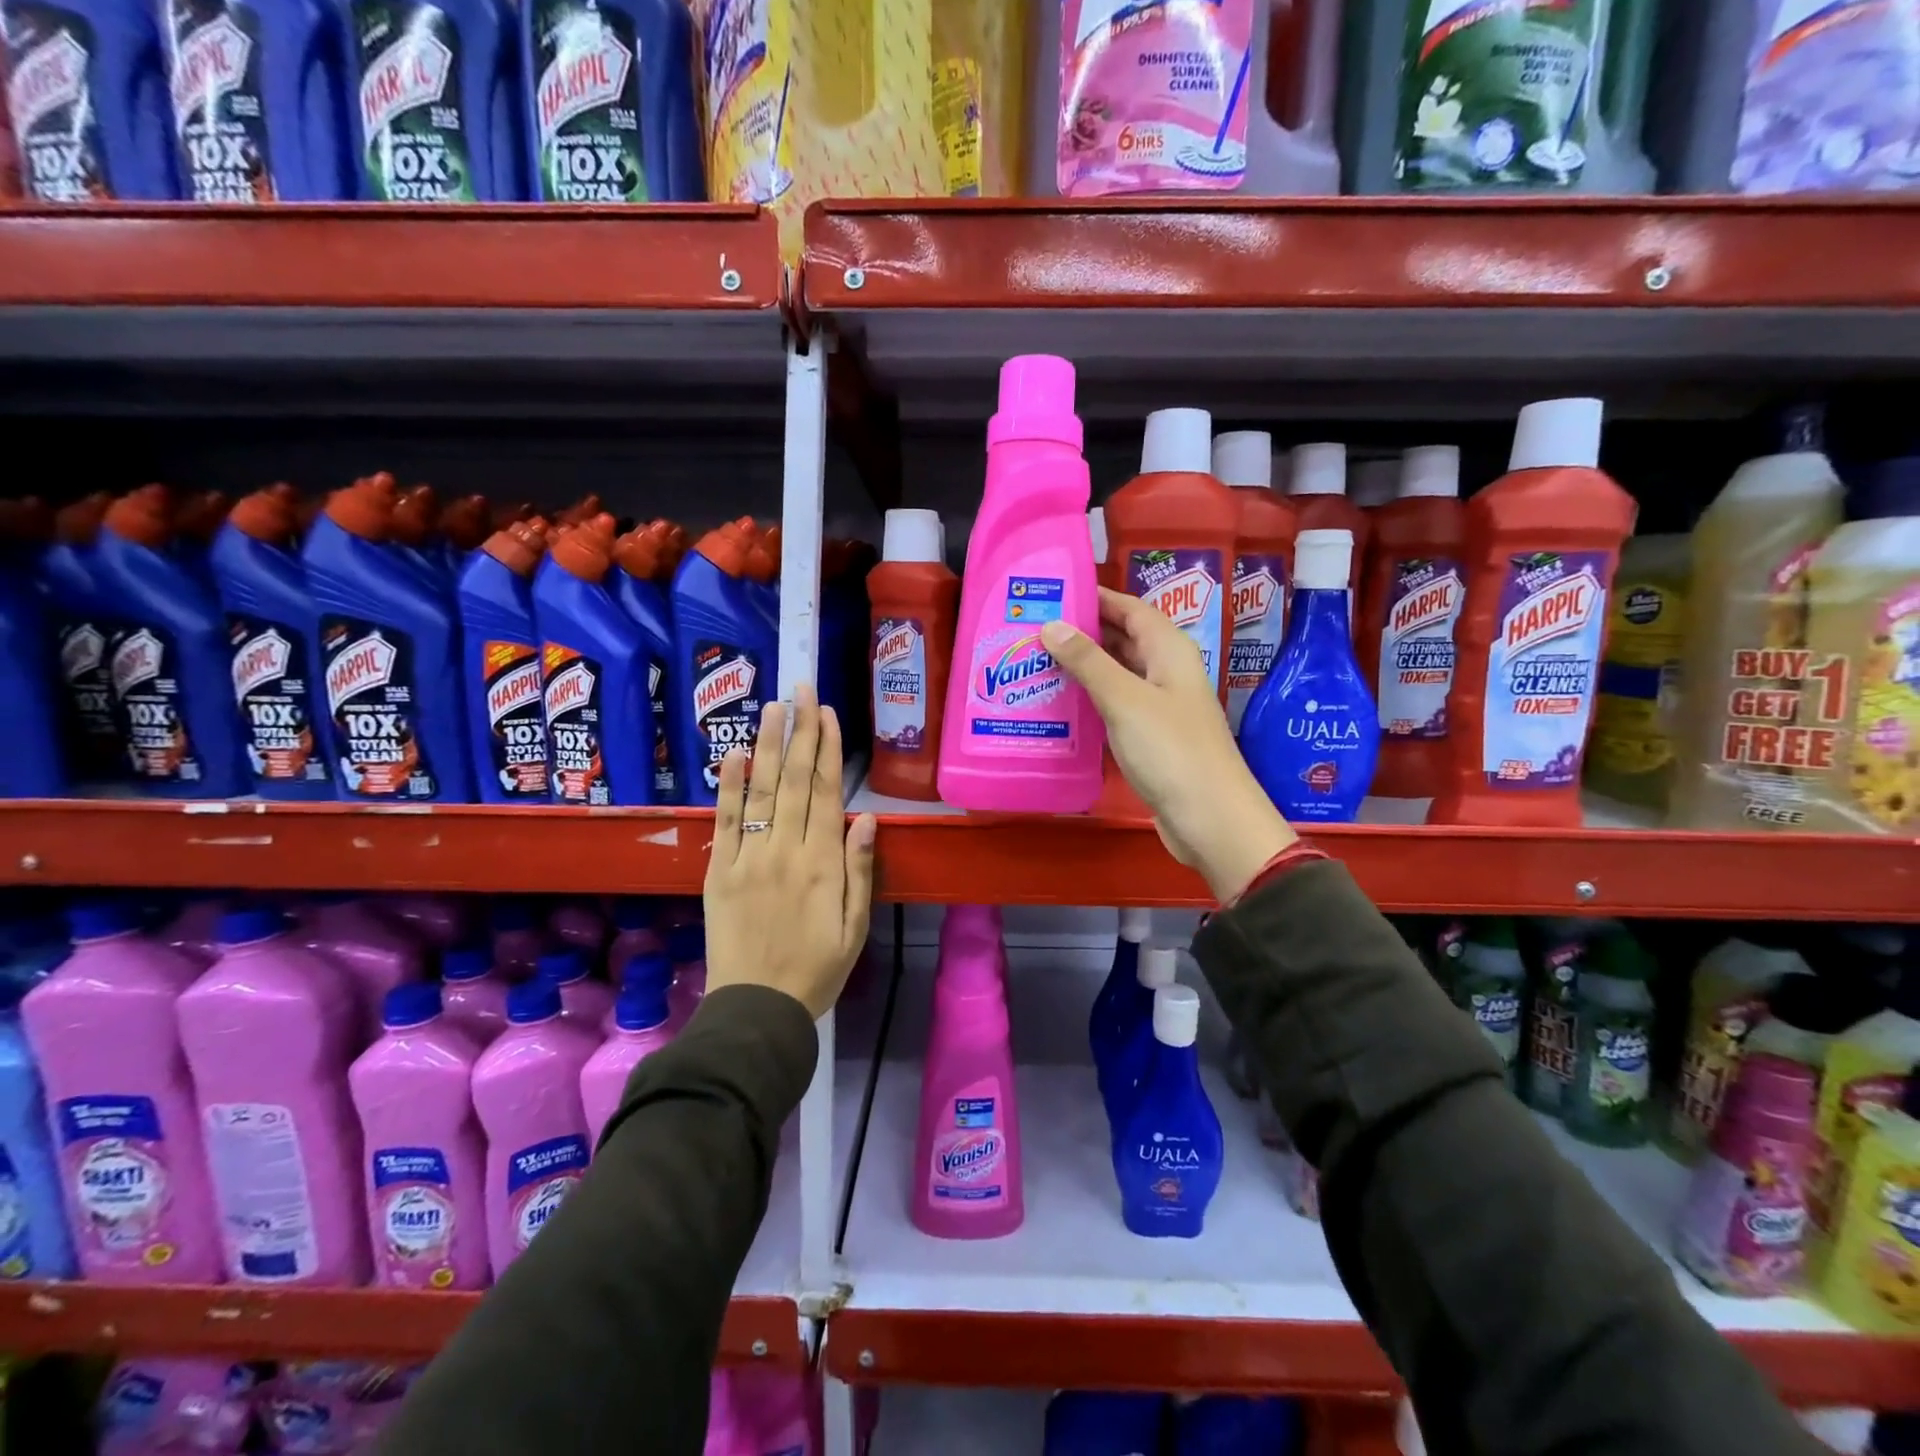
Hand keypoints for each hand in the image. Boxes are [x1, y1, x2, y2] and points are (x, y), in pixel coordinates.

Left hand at [704, 686, 877, 1018]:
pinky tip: (733, 755)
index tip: (827, 714)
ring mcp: (749, 859)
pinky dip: (728, 787)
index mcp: (824, 864)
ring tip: (773, 707)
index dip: (827, 750)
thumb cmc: (818, 970)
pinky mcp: (718, 872)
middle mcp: (787, 851)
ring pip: (761, 792)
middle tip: (801, 689)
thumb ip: (860, 870)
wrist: (758, 1009)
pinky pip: (725, 823)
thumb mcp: (855, 926)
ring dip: (767, 746)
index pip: (826, 793)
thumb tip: (867, 817)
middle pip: (795, 781)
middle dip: (800, 732)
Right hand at [1041, 588, 1294, 903]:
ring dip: (1083, 667)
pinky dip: (1090, 701)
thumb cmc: (1170, 750)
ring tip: (1035, 662)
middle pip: (1122, 639)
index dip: (1095, 597)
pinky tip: (1059, 705)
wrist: (1209, 818)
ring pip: (1117, 674)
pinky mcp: (1151, 737)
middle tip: (1033, 629)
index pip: (1130, 608)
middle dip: (1082, 631)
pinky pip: (1116, 706)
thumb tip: (1051, 625)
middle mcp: (1166, 671)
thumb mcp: (1124, 699)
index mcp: (1168, 650)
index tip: (1052, 592)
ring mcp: (1160, 706)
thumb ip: (1087, 661)